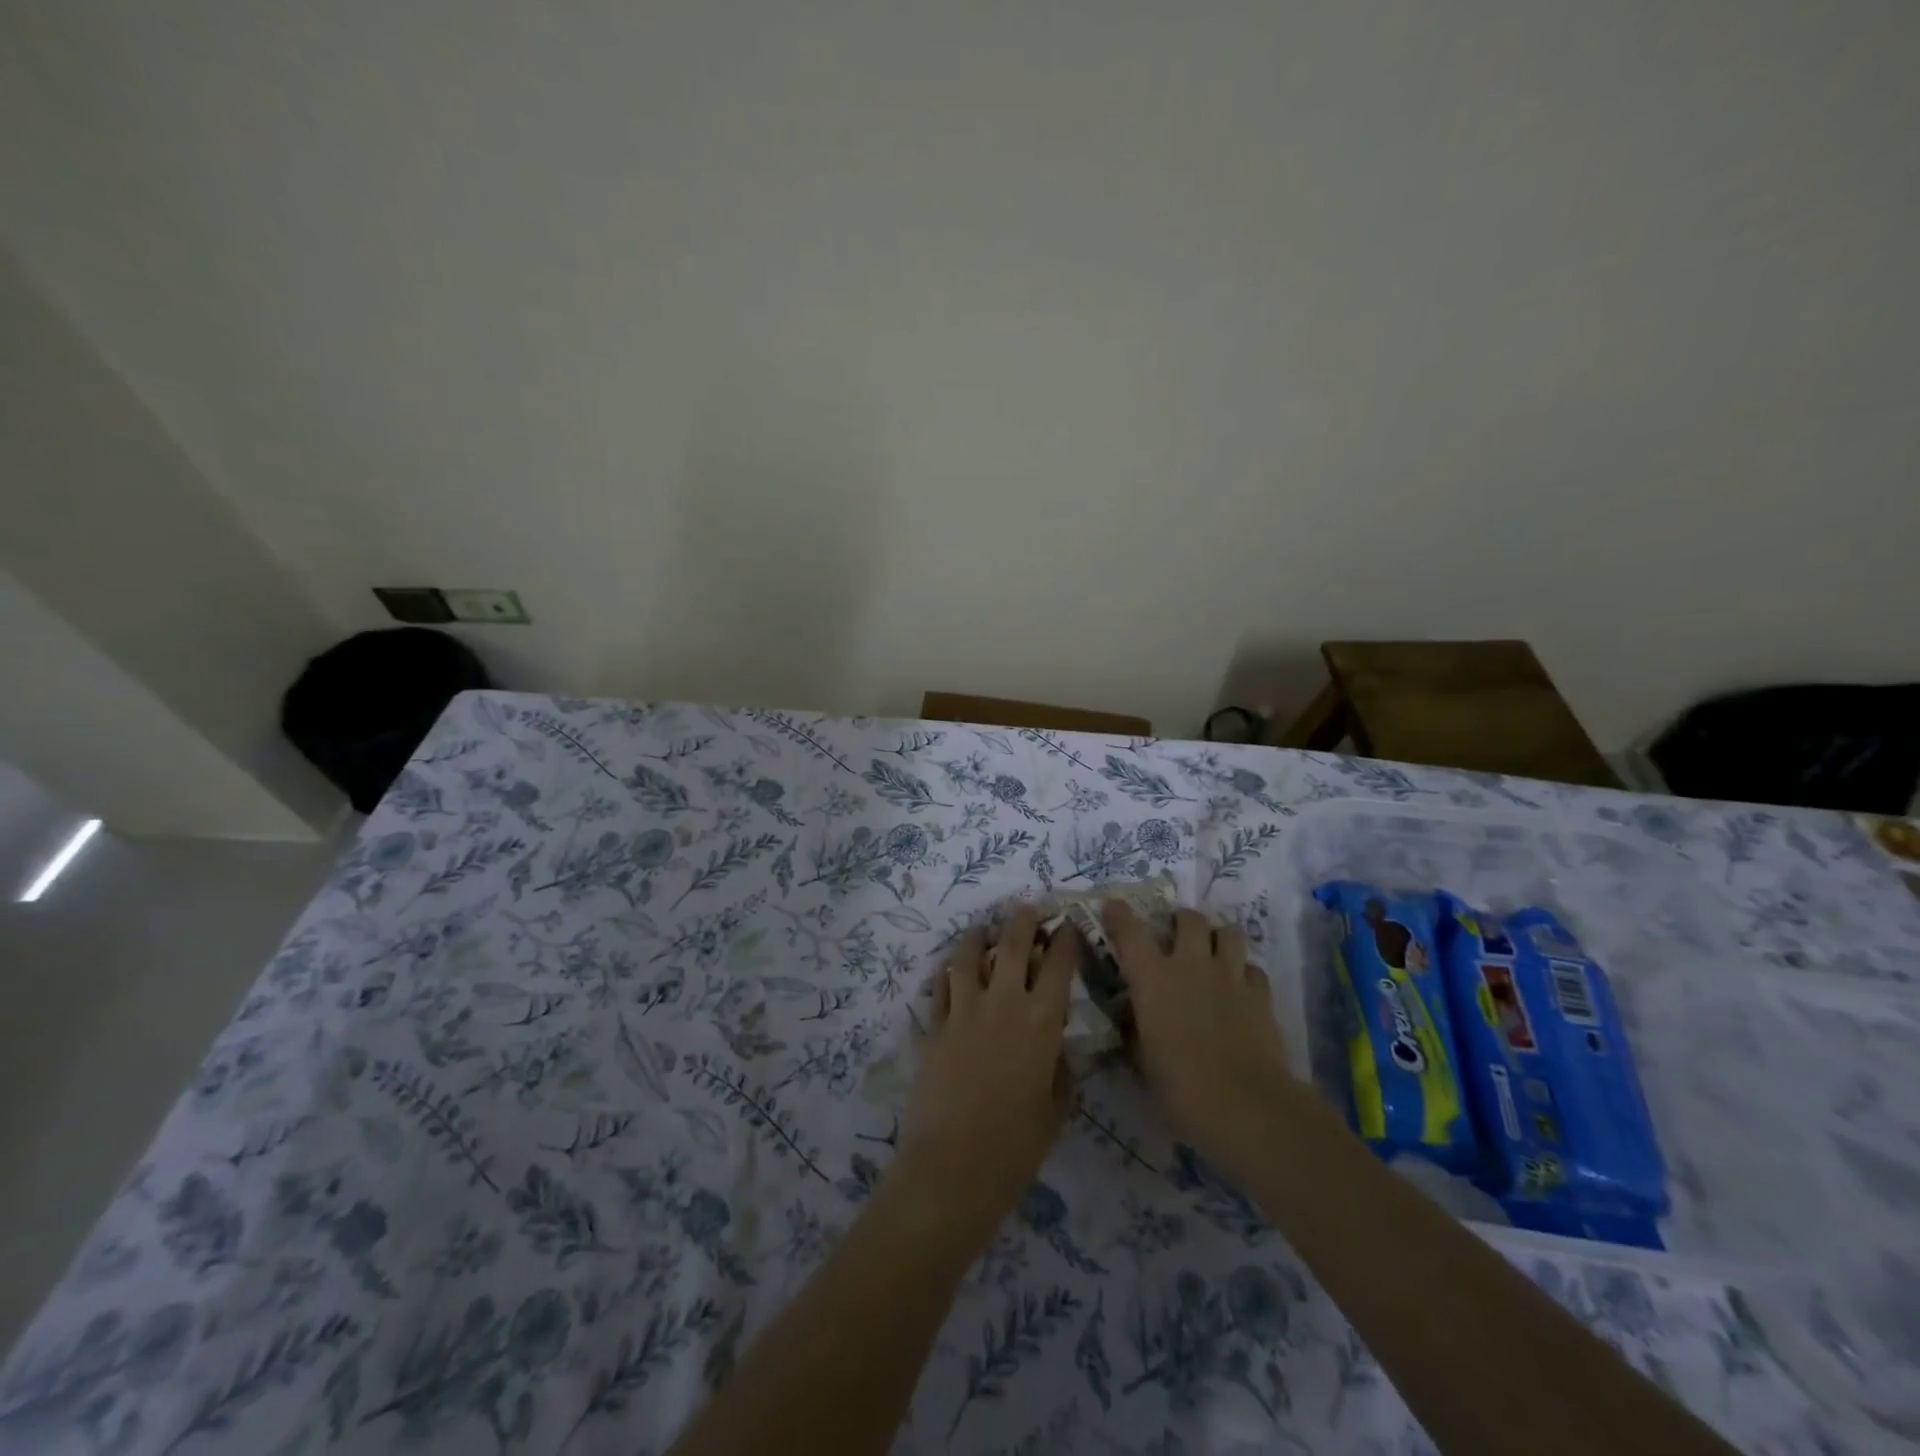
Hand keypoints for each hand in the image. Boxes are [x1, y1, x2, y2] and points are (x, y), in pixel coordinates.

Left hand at [897, 908, 1076, 1231]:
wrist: (955, 1163)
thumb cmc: (1017, 1144)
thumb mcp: (1056, 1109)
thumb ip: (1060, 1070)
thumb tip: (1055, 1046)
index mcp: (1042, 1022)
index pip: (1059, 966)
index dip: (1065, 941)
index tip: (1067, 927)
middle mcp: (1004, 1003)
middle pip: (1014, 946)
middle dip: (1024, 921)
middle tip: (1027, 910)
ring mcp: (964, 1010)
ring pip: (970, 957)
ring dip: (978, 937)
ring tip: (982, 930)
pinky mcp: (935, 1025)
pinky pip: (941, 986)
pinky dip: (948, 973)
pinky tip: (952, 970)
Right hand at [1103, 902, 1292, 1177]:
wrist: (1246, 1105)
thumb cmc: (1180, 1087)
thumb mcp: (1143, 1060)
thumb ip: (1136, 1031)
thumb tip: (1132, 1020)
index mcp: (1153, 978)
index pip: (1130, 931)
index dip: (1119, 915)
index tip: (1113, 907)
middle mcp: (1191, 965)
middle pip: (1189, 918)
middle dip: (1181, 922)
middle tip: (1176, 937)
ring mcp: (1230, 976)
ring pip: (1229, 932)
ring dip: (1218, 938)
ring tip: (1213, 954)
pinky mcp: (1262, 995)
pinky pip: (1253, 969)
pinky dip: (1244, 973)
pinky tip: (1240, 990)